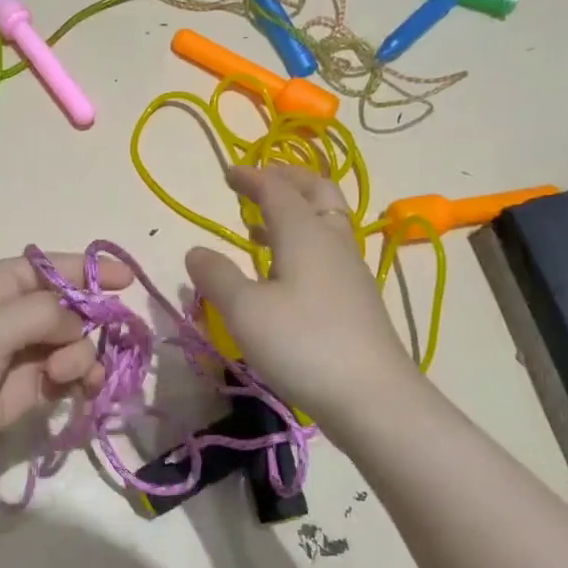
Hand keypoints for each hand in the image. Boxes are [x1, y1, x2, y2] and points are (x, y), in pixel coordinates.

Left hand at [0, 253, 131, 486]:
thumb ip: (45, 315)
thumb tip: (81, 323)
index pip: (51, 269)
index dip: (89, 271)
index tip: (129, 281)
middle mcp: (7, 317)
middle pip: (67, 310)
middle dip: (89, 323)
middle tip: (90, 343)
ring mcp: (15, 358)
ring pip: (70, 347)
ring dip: (82, 357)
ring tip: (69, 375)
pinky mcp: (20, 395)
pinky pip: (62, 379)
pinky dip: (77, 381)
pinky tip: (81, 390)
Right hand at [184, 166, 418, 433]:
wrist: (371, 395)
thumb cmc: (302, 343)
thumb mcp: (245, 310)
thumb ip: (217, 276)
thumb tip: (196, 251)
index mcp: (304, 233)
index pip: (277, 189)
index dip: (252, 177)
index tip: (228, 172)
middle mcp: (332, 241)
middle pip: (317, 193)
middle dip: (287, 180)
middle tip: (260, 180)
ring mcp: (350, 270)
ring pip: (326, 222)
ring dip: (296, 211)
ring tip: (261, 224)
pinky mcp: (357, 298)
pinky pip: (328, 250)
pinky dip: (304, 242)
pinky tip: (285, 271)